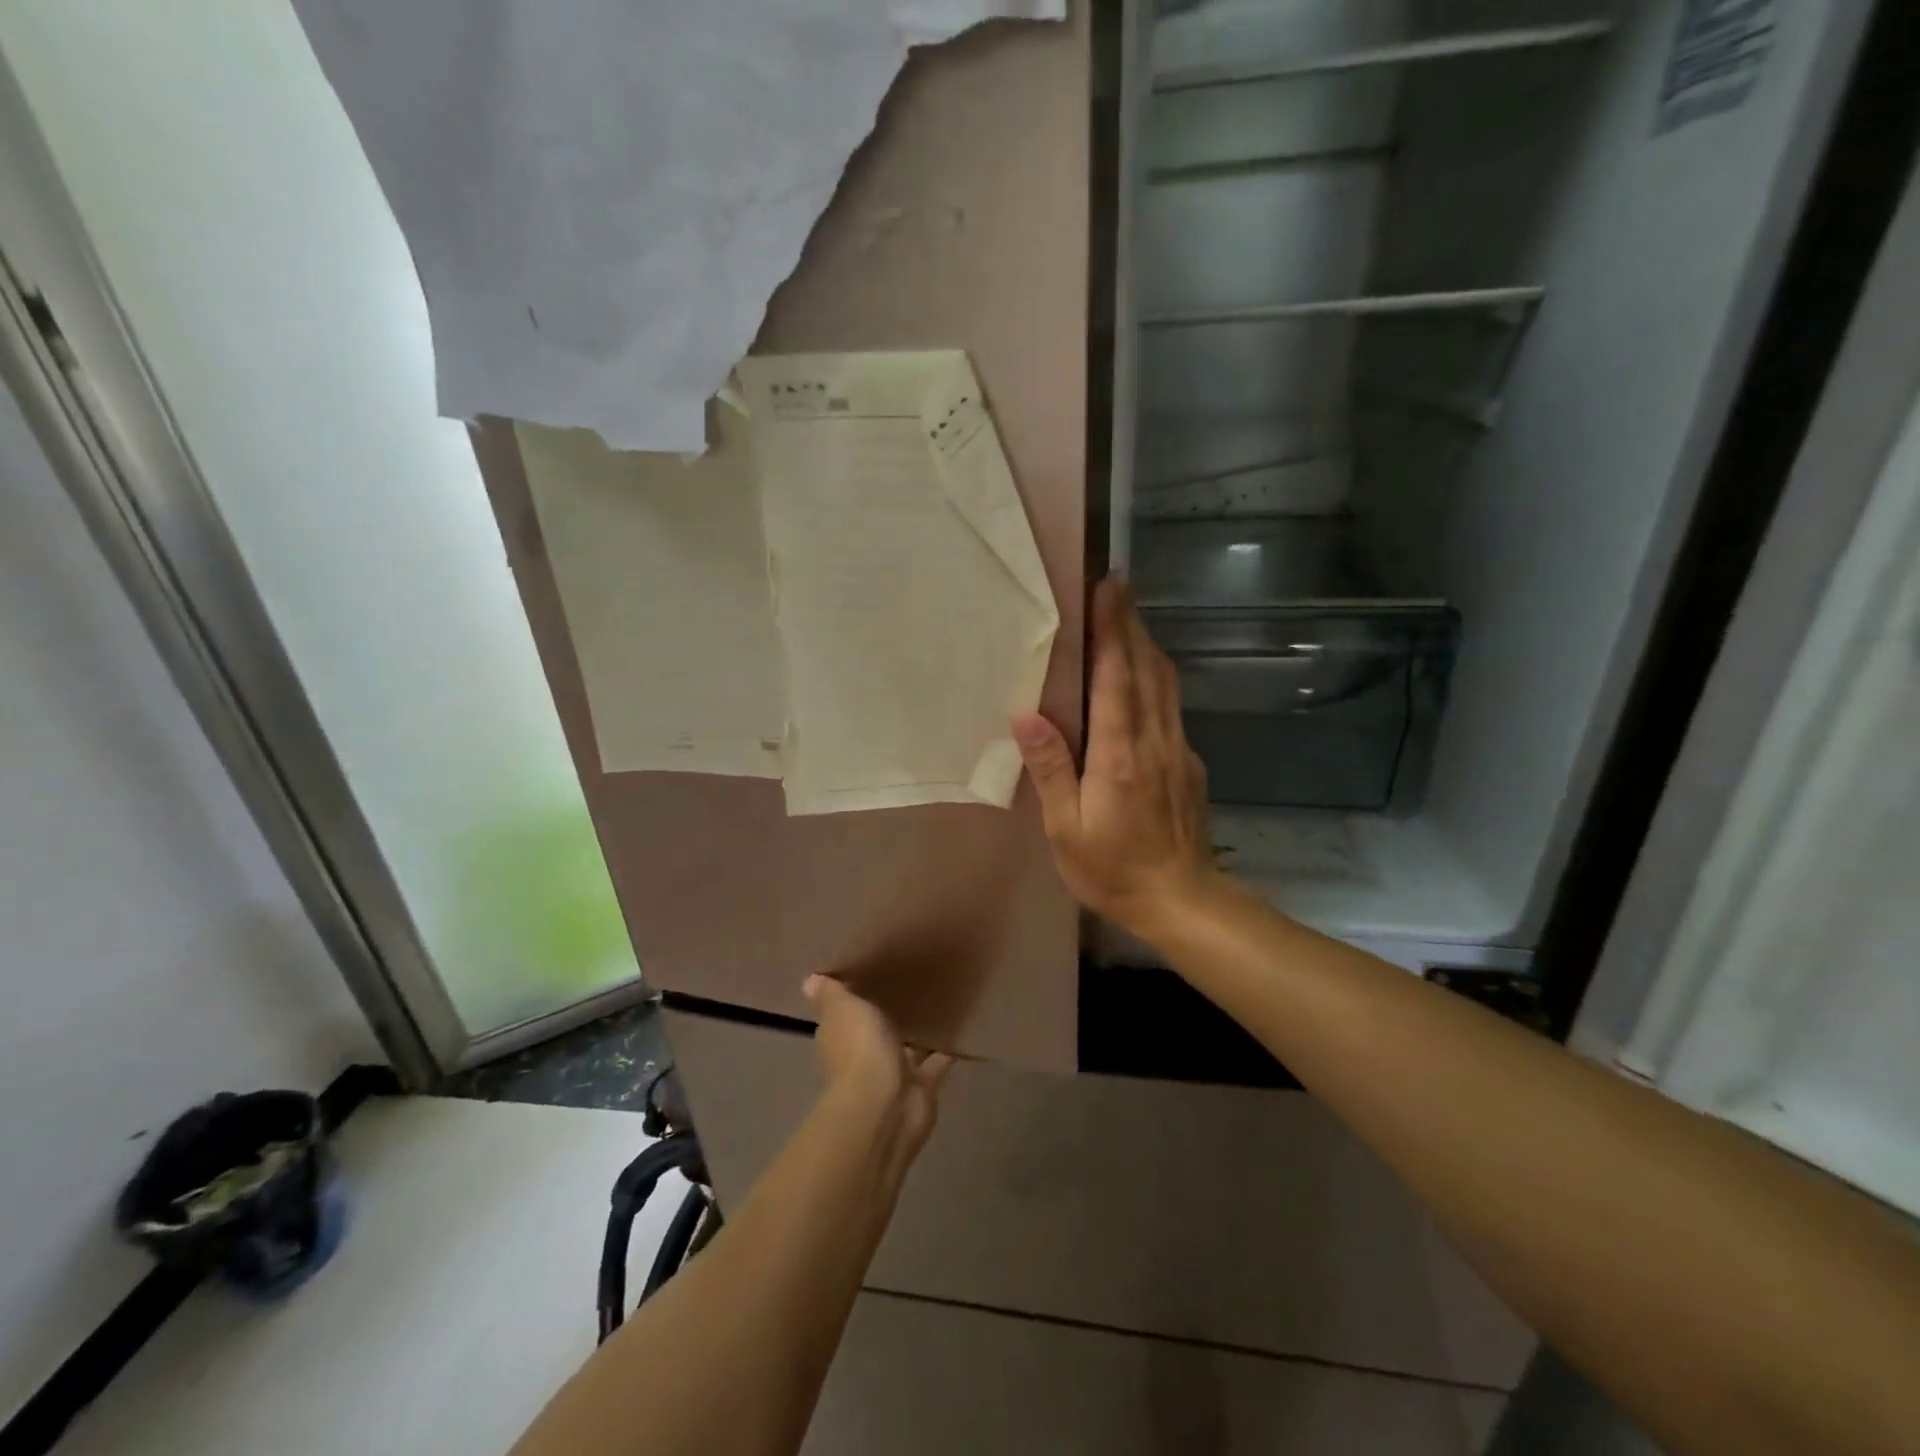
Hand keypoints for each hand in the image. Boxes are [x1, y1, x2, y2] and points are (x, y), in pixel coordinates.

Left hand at [803, 975, 952, 1174]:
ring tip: (941, 1000)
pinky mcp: (922, 1088)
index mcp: (841, 1037)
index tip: (871, 975)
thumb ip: (830, 994)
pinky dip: (946, 1051)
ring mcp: (894, 1075)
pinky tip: (961, 1028)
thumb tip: (809, 980)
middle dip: (890, 1016)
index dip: (854, 999)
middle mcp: (864, 1058)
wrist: (885, 1105)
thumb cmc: (859, 1049)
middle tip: (913, 982)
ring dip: (918, 1034)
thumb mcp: (842, 1008)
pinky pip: (936, 1063)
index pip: (844, 1016)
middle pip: (877, 1032)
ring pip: (908, 1048)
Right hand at [1012, 578, 1224, 941]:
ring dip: (1146, 645)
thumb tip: (1027, 716)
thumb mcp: (1067, 829)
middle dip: (1131, 624)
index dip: (1112, 630)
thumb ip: (1052, 769)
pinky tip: (1142, 678)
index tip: (1108, 589)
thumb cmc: (1113, 870)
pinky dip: (1156, 677)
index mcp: (1119, 754)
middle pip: (1147, 668)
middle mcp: (1155, 740)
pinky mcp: (1190, 763)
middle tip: (1115, 588)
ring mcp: (1178, 749)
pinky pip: (1172, 705)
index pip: (1117, 677)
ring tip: (1126, 620)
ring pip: (1166, 683)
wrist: (1183, 901)